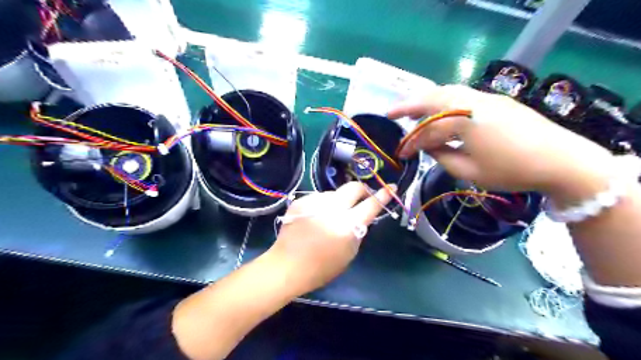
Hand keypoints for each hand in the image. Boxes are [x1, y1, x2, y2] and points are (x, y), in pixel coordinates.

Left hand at [267, 182, 395, 292]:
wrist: (287, 265)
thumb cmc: (321, 267)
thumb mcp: (349, 253)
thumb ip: (358, 231)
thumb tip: (362, 215)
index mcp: (347, 225)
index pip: (371, 204)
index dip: (383, 195)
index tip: (391, 187)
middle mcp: (332, 209)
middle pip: (354, 187)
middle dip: (362, 190)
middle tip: (362, 197)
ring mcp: (314, 202)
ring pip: (335, 192)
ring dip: (339, 201)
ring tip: (330, 215)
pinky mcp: (301, 200)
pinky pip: (319, 197)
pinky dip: (323, 205)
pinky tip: (316, 217)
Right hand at [385, 84, 614, 196]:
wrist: (561, 160)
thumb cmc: (510, 170)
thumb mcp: (469, 171)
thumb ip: (441, 157)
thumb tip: (427, 147)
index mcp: (463, 120)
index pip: (428, 131)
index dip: (411, 143)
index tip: (399, 154)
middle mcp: (471, 101)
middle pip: (432, 99)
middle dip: (408, 106)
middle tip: (391, 113)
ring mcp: (485, 97)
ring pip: (447, 92)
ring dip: (426, 100)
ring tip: (412, 112)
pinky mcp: (495, 100)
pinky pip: (461, 95)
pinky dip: (444, 100)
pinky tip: (439, 111)